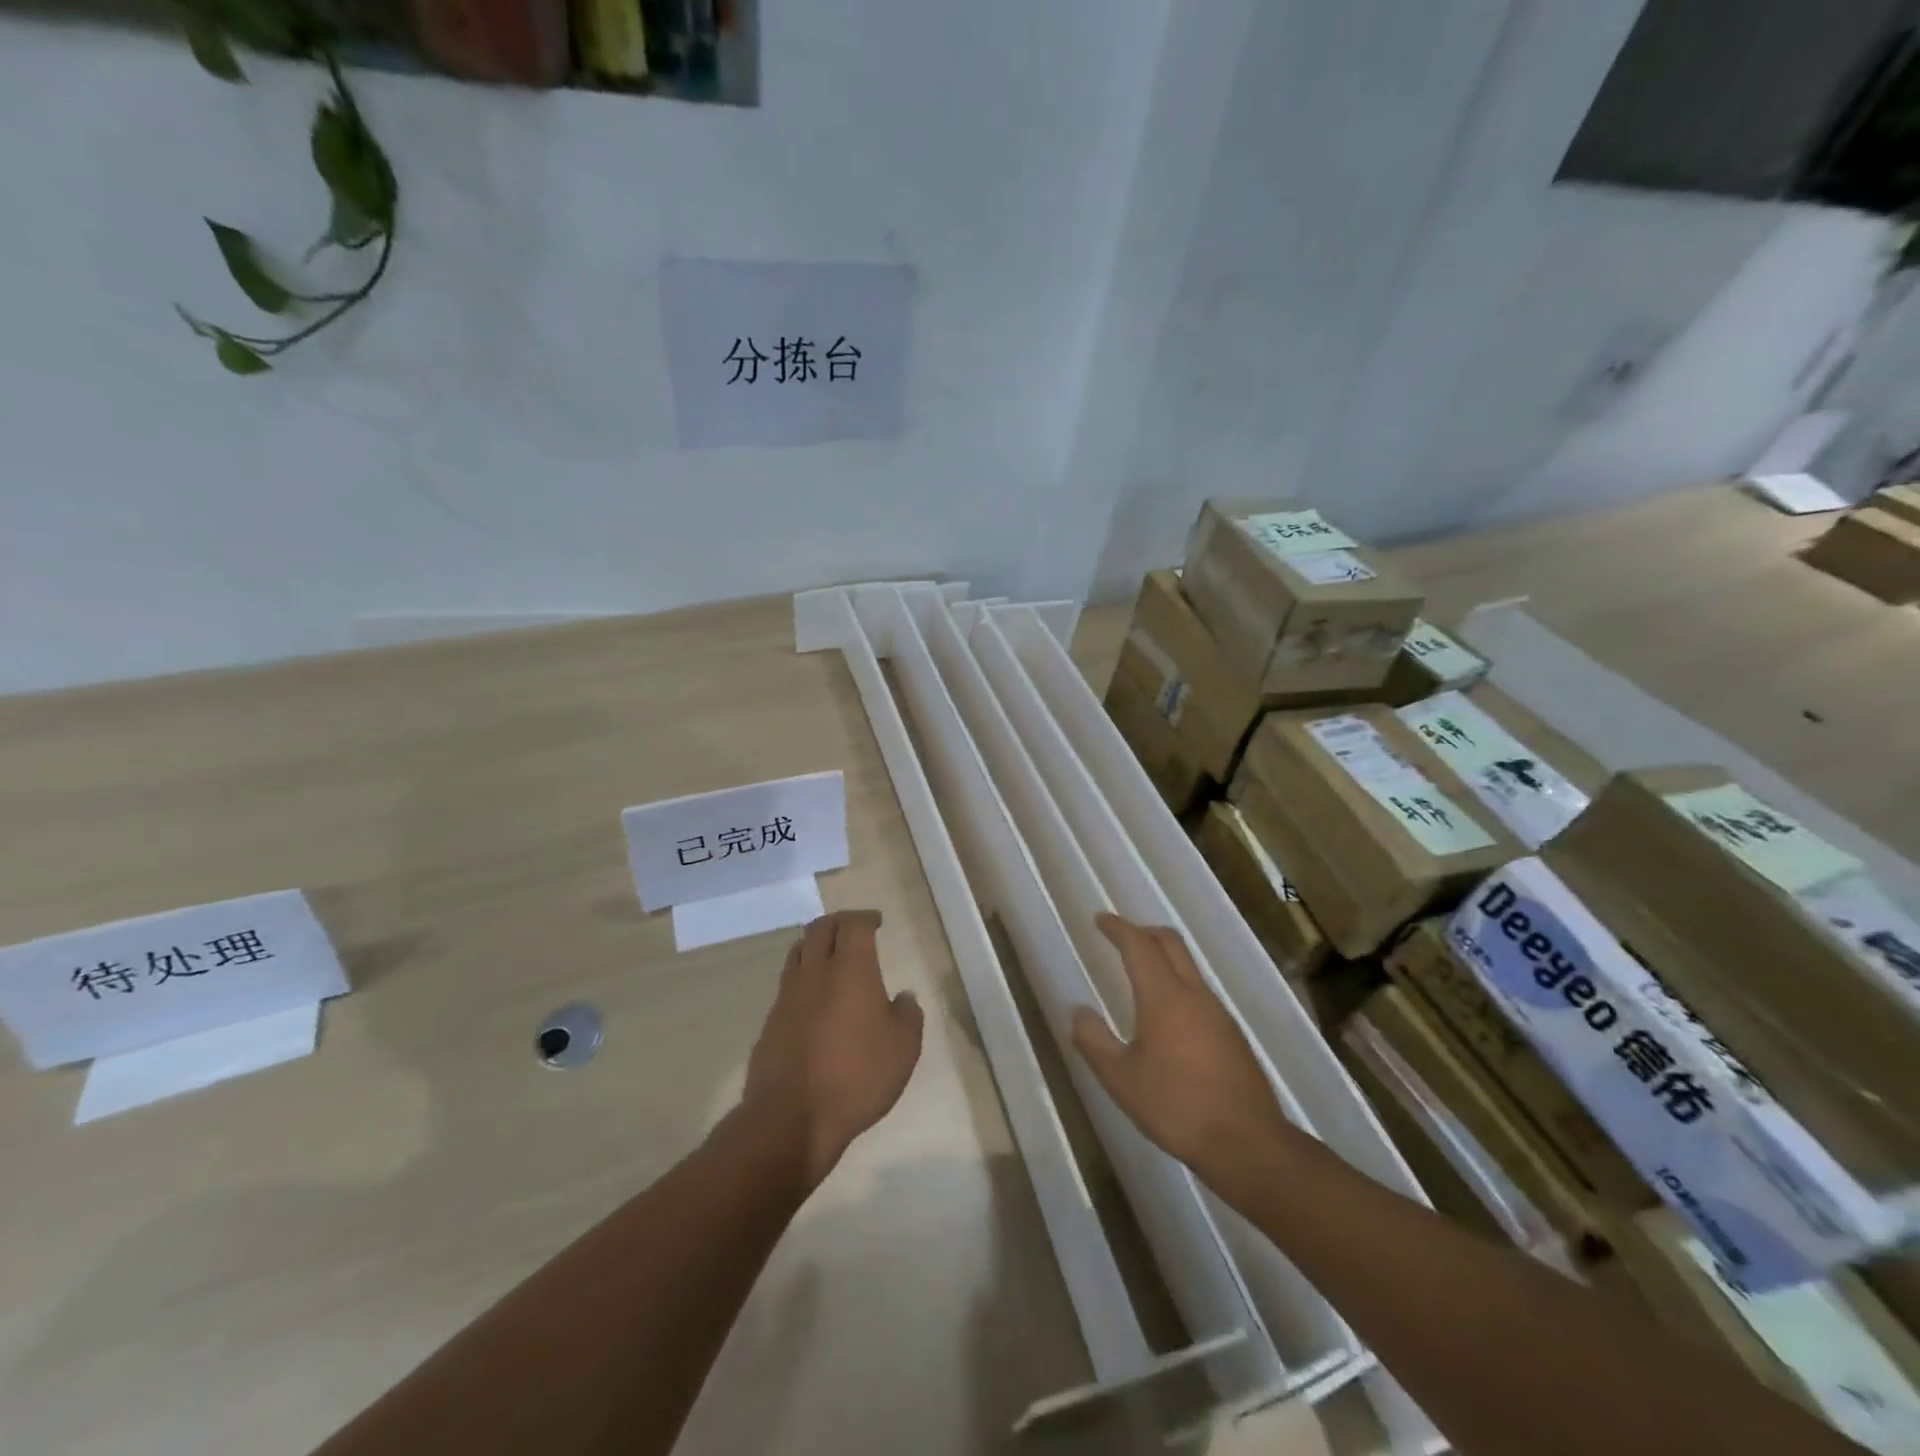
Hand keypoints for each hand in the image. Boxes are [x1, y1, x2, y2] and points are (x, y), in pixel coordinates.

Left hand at [743, 909, 923, 1187]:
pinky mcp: (770, 1022)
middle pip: (820, 929)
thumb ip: (908, 1016)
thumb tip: (902, 998)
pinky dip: (802, 978)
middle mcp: (815, 973)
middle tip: (853, 928)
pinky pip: (787, 985)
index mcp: (851, 970)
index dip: (865, 918)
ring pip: (798, 952)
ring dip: (815, 944)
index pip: (854, 925)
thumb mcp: (903, 1049)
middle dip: (838, 922)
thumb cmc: (857, 1077)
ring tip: (829, 955)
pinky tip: (813, 998)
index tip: (876, 922)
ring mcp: (787, 997)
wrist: (791, 1118)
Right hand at [1071, 914, 1291, 1181]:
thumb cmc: (1176, 1107)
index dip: (1118, 928)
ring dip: (1163, 956)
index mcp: (1164, 996)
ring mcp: (1218, 1012)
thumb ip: (1094, 1041)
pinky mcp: (1232, 1034)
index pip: (1139, 945)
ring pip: (1188, 966)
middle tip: (1120, 936)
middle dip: (1143, 932)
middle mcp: (1194, 994)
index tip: (1100, 920)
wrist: (1247, 1144)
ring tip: (1140, 971)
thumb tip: (1078, 1011)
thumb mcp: (1121, 1079)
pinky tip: (1167, 1013)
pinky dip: (1177, 982)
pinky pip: (1199, 991)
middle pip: (1170, 943)